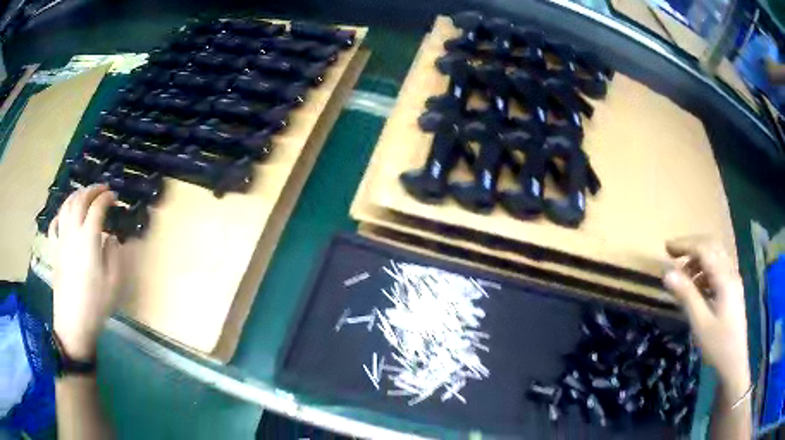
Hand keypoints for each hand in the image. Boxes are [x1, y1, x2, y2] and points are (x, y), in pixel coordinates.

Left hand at [49, 185, 120, 360]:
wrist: (73, 323)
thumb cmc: (95, 304)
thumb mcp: (113, 282)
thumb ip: (114, 254)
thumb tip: (110, 238)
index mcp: (88, 239)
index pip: (97, 208)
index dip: (107, 198)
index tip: (115, 197)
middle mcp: (72, 233)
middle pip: (79, 200)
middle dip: (92, 190)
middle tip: (102, 189)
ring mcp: (61, 240)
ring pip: (66, 207)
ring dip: (76, 196)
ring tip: (85, 195)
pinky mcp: (54, 251)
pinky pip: (55, 225)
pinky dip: (61, 214)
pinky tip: (65, 216)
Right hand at [663, 236, 749, 396]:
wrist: (734, 364)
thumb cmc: (718, 345)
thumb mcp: (700, 323)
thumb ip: (686, 296)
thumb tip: (667, 273)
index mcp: (725, 279)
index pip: (704, 250)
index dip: (685, 245)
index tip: (666, 249)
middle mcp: (731, 273)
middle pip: (712, 246)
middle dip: (692, 246)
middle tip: (674, 255)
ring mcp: (734, 281)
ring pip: (717, 257)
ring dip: (699, 259)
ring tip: (684, 276)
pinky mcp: (733, 291)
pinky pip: (719, 269)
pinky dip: (705, 270)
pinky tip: (698, 287)